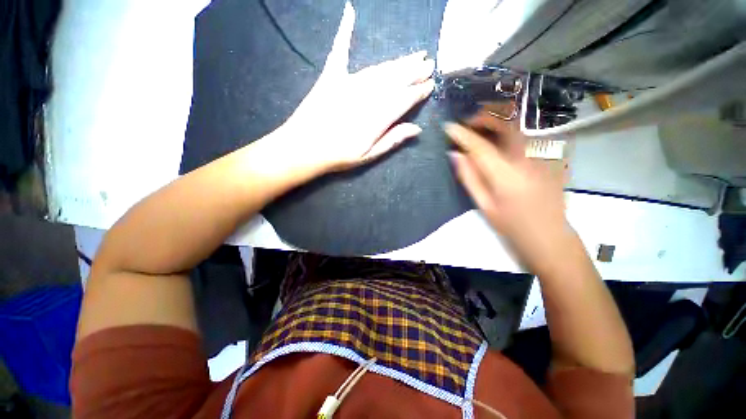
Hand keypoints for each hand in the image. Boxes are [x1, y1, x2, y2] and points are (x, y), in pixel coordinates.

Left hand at [276, 2, 434, 174]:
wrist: (304, 148)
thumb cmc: (338, 156)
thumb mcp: (369, 155)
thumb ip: (392, 140)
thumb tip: (417, 128)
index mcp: (378, 117)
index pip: (405, 99)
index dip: (419, 91)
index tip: (430, 84)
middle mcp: (368, 96)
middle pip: (396, 80)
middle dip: (414, 72)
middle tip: (428, 63)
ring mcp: (349, 82)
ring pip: (380, 69)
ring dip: (398, 62)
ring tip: (414, 56)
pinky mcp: (331, 76)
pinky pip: (340, 50)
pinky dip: (345, 31)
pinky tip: (349, 11)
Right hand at [445, 114, 573, 272]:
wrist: (550, 237)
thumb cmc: (512, 226)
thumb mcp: (484, 205)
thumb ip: (469, 177)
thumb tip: (455, 155)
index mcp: (506, 175)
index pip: (480, 146)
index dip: (462, 134)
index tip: (448, 126)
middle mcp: (527, 159)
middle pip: (506, 123)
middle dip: (484, 117)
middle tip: (467, 124)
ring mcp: (542, 156)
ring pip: (519, 124)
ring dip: (497, 119)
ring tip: (480, 127)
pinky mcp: (548, 157)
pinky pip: (525, 134)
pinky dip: (508, 129)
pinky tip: (498, 138)